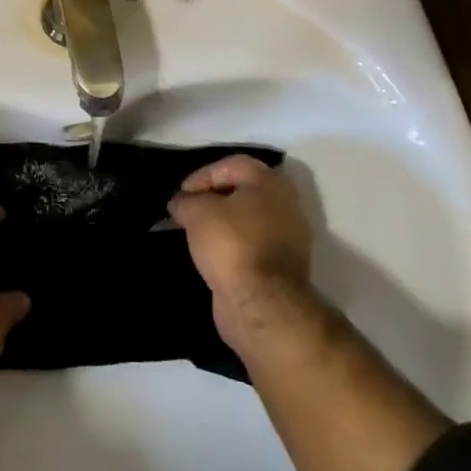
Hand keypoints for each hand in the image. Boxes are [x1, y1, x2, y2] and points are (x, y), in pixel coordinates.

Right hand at [168, 156, 317, 350]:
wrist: (262, 305)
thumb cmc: (231, 244)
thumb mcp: (197, 212)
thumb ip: (186, 200)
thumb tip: (181, 203)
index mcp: (271, 183)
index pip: (232, 165)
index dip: (202, 175)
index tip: (182, 194)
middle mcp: (286, 205)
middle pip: (243, 191)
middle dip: (213, 199)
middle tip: (189, 210)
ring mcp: (289, 239)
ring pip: (248, 220)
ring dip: (223, 224)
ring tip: (196, 233)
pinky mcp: (284, 268)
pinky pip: (252, 245)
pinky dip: (232, 246)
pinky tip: (212, 255)